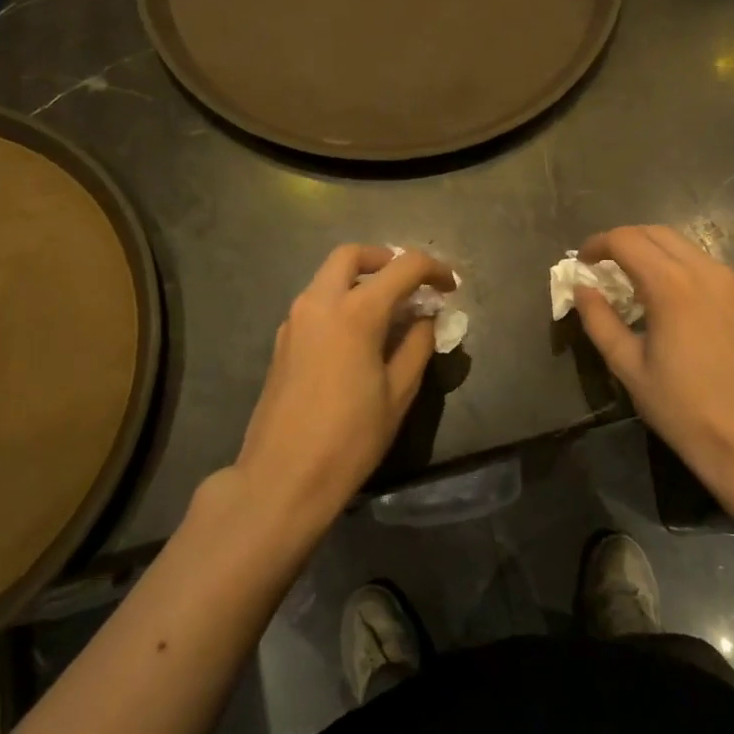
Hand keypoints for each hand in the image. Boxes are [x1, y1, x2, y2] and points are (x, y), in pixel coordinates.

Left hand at [234, 245, 454, 523]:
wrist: (282, 478)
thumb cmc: (350, 438)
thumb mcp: (398, 393)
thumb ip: (417, 345)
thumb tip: (425, 319)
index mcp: (355, 312)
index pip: (402, 267)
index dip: (433, 269)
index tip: (451, 287)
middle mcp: (319, 303)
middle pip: (352, 255)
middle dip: (386, 258)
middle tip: (411, 283)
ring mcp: (295, 320)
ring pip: (328, 276)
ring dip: (361, 279)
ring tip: (390, 310)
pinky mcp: (282, 341)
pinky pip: (316, 302)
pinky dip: (341, 300)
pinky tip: (360, 334)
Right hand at [574, 226, 733, 505]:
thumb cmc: (683, 408)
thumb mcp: (629, 367)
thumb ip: (600, 321)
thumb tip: (582, 289)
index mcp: (671, 285)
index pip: (626, 240)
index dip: (597, 245)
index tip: (580, 264)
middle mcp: (703, 270)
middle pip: (654, 232)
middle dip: (622, 241)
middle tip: (599, 267)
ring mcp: (727, 281)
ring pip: (680, 243)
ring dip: (648, 250)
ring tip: (626, 280)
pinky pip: (699, 261)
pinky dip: (672, 263)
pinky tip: (660, 294)